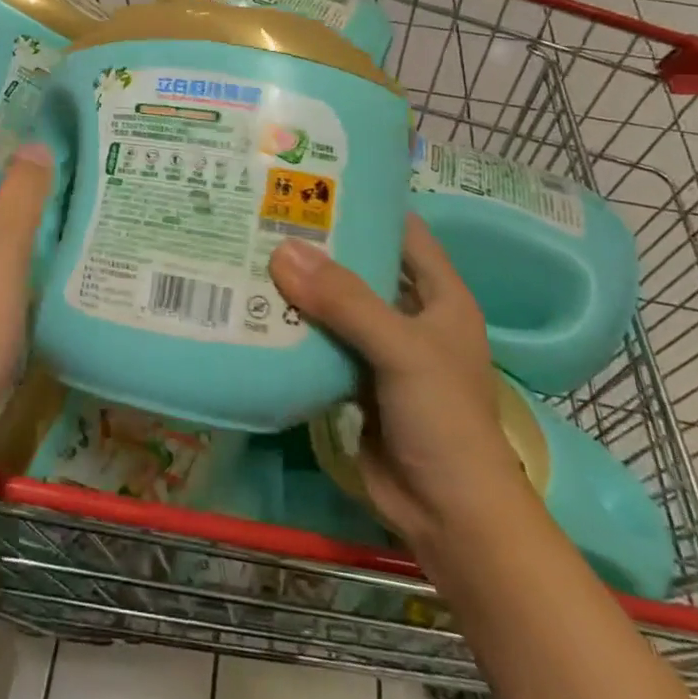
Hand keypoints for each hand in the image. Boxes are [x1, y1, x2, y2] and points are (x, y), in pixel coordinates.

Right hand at [269, 217, 526, 547]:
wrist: (449, 516)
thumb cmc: (444, 421)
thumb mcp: (402, 350)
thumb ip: (345, 301)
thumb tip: (282, 251)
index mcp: (439, 297)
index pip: (404, 233)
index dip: (367, 207)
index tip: (316, 182)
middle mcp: (410, 317)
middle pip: (361, 268)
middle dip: (319, 247)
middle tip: (265, 215)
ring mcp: (381, 352)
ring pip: (336, 307)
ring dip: (300, 289)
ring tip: (249, 253)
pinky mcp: (355, 383)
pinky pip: (320, 344)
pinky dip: (293, 330)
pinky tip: (255, 311)